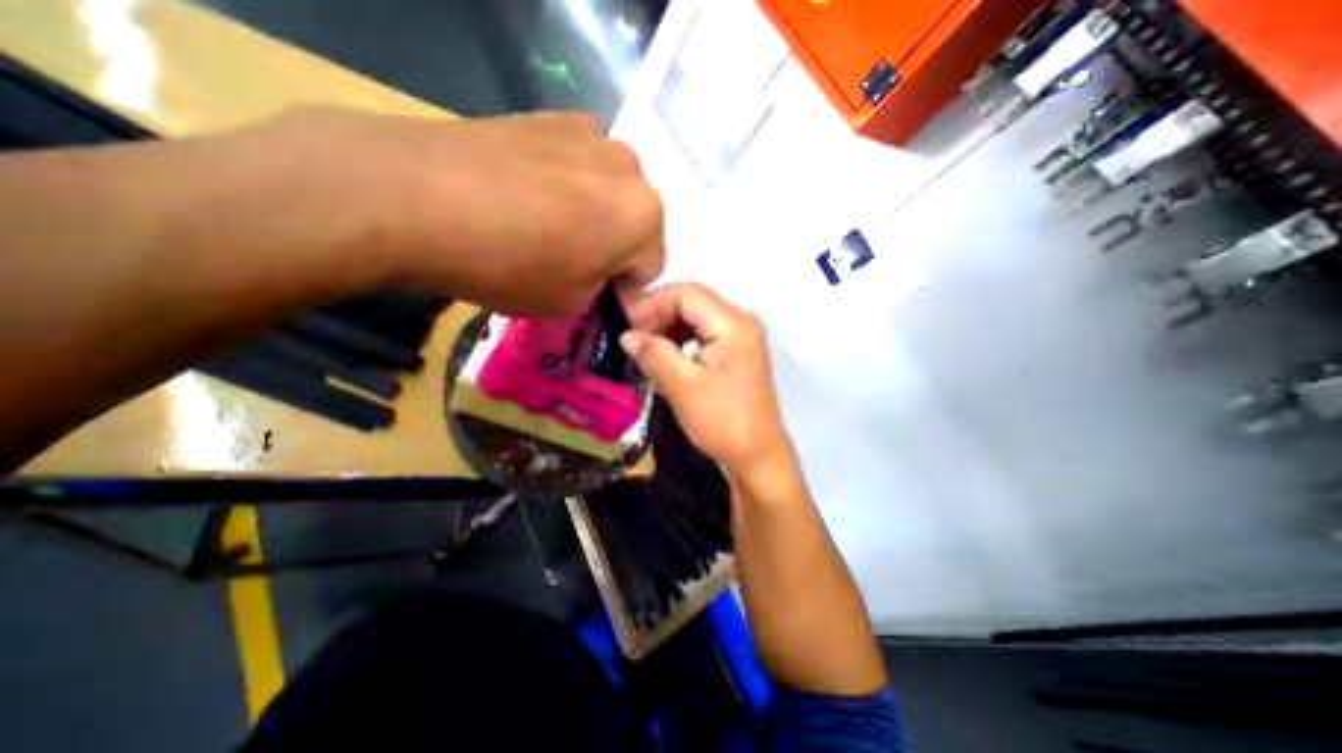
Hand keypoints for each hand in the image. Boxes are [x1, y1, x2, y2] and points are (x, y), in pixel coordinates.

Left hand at [248, 107, 663, 315]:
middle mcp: (630, 167)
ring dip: (592, 214)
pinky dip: (565, 185)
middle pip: (633, 222)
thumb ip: (598, 291)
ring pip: (607, 191)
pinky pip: (576, 164)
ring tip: (548, 229)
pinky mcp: (549, 116)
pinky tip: (528, 198)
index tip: (601, 301)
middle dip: (613, 248)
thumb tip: (596, 276)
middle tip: (576, 265)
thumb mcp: (569, 304)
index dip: (626, 291)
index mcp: (644, 216)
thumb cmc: (510, 264)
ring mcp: (589, 134)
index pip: (651, 267)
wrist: (414, 196)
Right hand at [621, 286, 787, 474]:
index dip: (653, 304)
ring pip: (697, 319)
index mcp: (733, 324)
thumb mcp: (684, 387)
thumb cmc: (724, 422)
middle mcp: (740, 323)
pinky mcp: (737, 355)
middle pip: (693, 302)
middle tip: (633, 339)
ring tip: (646, 349)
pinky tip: (666, 358)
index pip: (687, 294)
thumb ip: (654, 354)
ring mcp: (741, 339)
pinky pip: (704, 336)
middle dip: (659, 315)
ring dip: (668, 328)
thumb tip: (626, 335)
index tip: (626, 326)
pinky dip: (681, 342)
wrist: (758, 457)